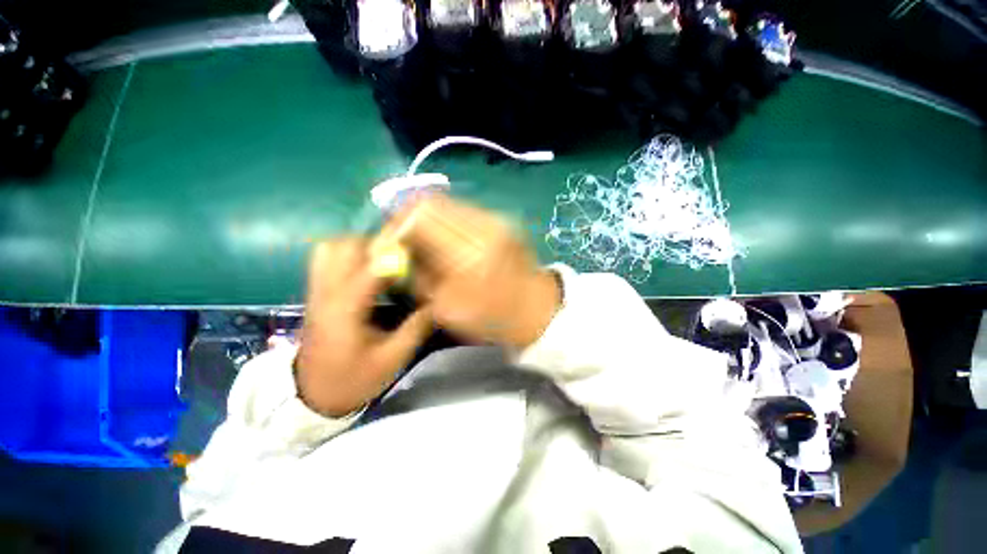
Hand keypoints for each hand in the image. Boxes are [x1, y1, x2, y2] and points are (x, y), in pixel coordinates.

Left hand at [295, 239, 432, 416]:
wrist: (313, 396)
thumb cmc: (354, 379)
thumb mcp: (393, 358)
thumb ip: (416, 327)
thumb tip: (438, 303)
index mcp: (345, 310)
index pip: (370, 268)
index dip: (396, 255)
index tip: (417, 253)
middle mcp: (326, 293)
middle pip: (342, 246)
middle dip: (374, 244)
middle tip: (398, 257)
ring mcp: (316, 292)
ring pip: (330, 248)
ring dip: (358, 247)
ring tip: (382, 261)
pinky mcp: (315, 294)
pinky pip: (325, 260)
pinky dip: (346, 255)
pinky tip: (366, 270)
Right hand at [384, 196, 560, 347]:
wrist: (538, 309)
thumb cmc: (494, 317)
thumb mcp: (447, 309)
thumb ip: (418, 276)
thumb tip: (395, 252)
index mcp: (471, 253)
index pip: (419, 216)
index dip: (395, 226)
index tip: (387, 245)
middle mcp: (485, 225)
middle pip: (431, 201)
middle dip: (407, 219)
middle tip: (401, 242)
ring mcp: (496, 218)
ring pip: (446, 202)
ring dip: (426, 219)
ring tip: (422, 241)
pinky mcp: (501, 218)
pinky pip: (462, 210)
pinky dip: (445, 221)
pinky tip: (445, 240)